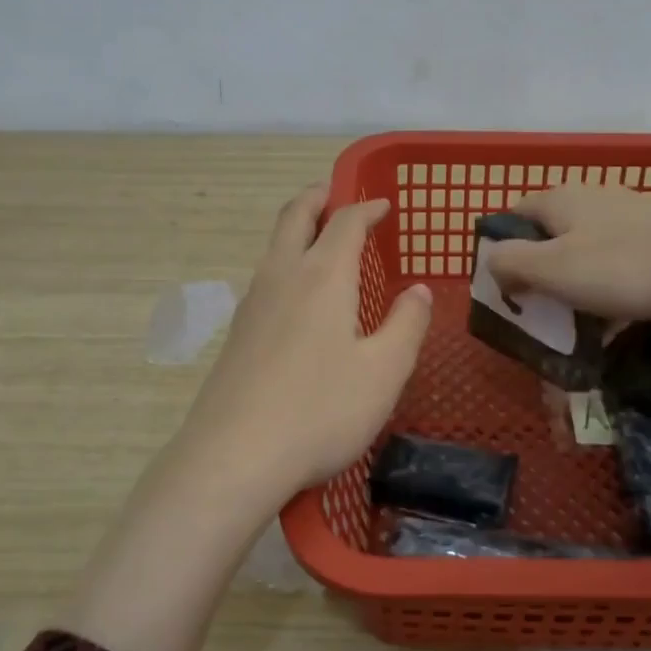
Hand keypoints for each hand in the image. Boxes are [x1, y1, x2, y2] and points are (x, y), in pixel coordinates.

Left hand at [175, 184, 432, 504]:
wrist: (233, 457)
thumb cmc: (320, 411)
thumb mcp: (384, 372)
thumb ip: (406, 325)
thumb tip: (418, 291)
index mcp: (322, 276)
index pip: (345, 221)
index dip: (366, 207)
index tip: (384, 205)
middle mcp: (282, 277)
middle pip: (295, 217)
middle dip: (318, 198)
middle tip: (336, 193)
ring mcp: (252, 305)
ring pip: (274, 246)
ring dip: (298, 229)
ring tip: (321, 239)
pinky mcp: (236, 335)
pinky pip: (265, 278)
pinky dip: (286, 263)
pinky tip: (298, 296)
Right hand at [486, 182, 650, 324]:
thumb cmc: (624, 269)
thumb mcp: (552, 268)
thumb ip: (510, 262)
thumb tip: (493, 263)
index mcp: (561, 199)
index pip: (512, 217)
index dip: (500, 253)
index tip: (503, 292)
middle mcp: (591, 200)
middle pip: (547, 238)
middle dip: (537, 276)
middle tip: (535, 314)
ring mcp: (628, 219)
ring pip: (583, 256)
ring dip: (571, 289)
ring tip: (571, 325)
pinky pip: (615, 268)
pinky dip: (605, 292)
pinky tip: (611, 322)